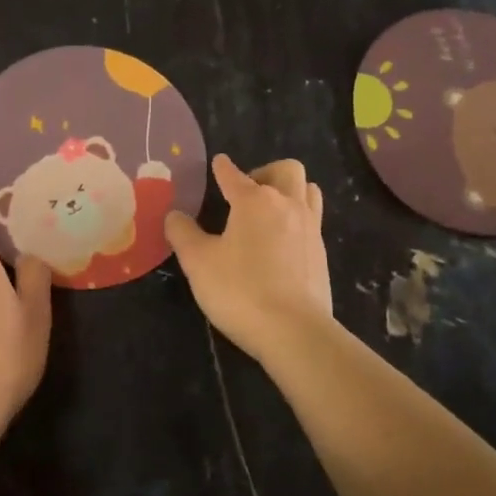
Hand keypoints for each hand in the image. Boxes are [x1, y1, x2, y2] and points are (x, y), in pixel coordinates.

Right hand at [164, 155, 332, 361]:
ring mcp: (310, 228)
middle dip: (265, 172)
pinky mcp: (321, 254)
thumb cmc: (240, 290)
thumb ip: (183, 234)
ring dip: (289, 192)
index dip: (223, 168)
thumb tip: (174, 215)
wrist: (295, 331)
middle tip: (247, 193)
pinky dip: (297, 219)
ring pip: (308, 191)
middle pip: (286, 170)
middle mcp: (287, 205)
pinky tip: (281, 242)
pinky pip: (313, 220)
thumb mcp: (198, 262)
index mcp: (254, 201)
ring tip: (269, 212)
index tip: (219, 163)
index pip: (234, 175)